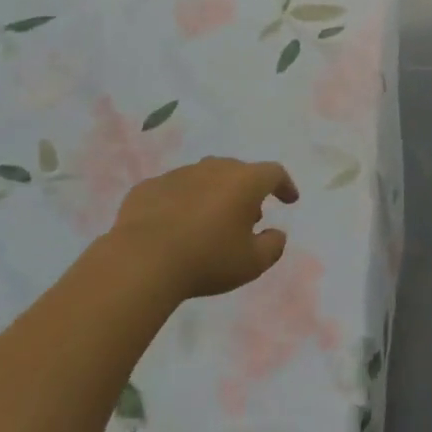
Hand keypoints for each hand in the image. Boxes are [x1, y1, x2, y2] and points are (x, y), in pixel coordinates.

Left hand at [109, 158, 299, 300]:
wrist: (142, 261)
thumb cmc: (207, 259)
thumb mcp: (252, 263)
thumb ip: (273, 246)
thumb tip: (277, 234)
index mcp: (244, 181)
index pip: (274, 173)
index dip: (284, 185)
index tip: (289, 200)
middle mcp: (214, 168)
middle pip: (238, 172)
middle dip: (246, 191)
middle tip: (247, 217)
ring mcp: (179, 174)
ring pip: (204, 178)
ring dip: (212, 195)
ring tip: (209, 222)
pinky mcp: (148, 187)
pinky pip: (173, 191)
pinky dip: (180, 203)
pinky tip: (174, 226)